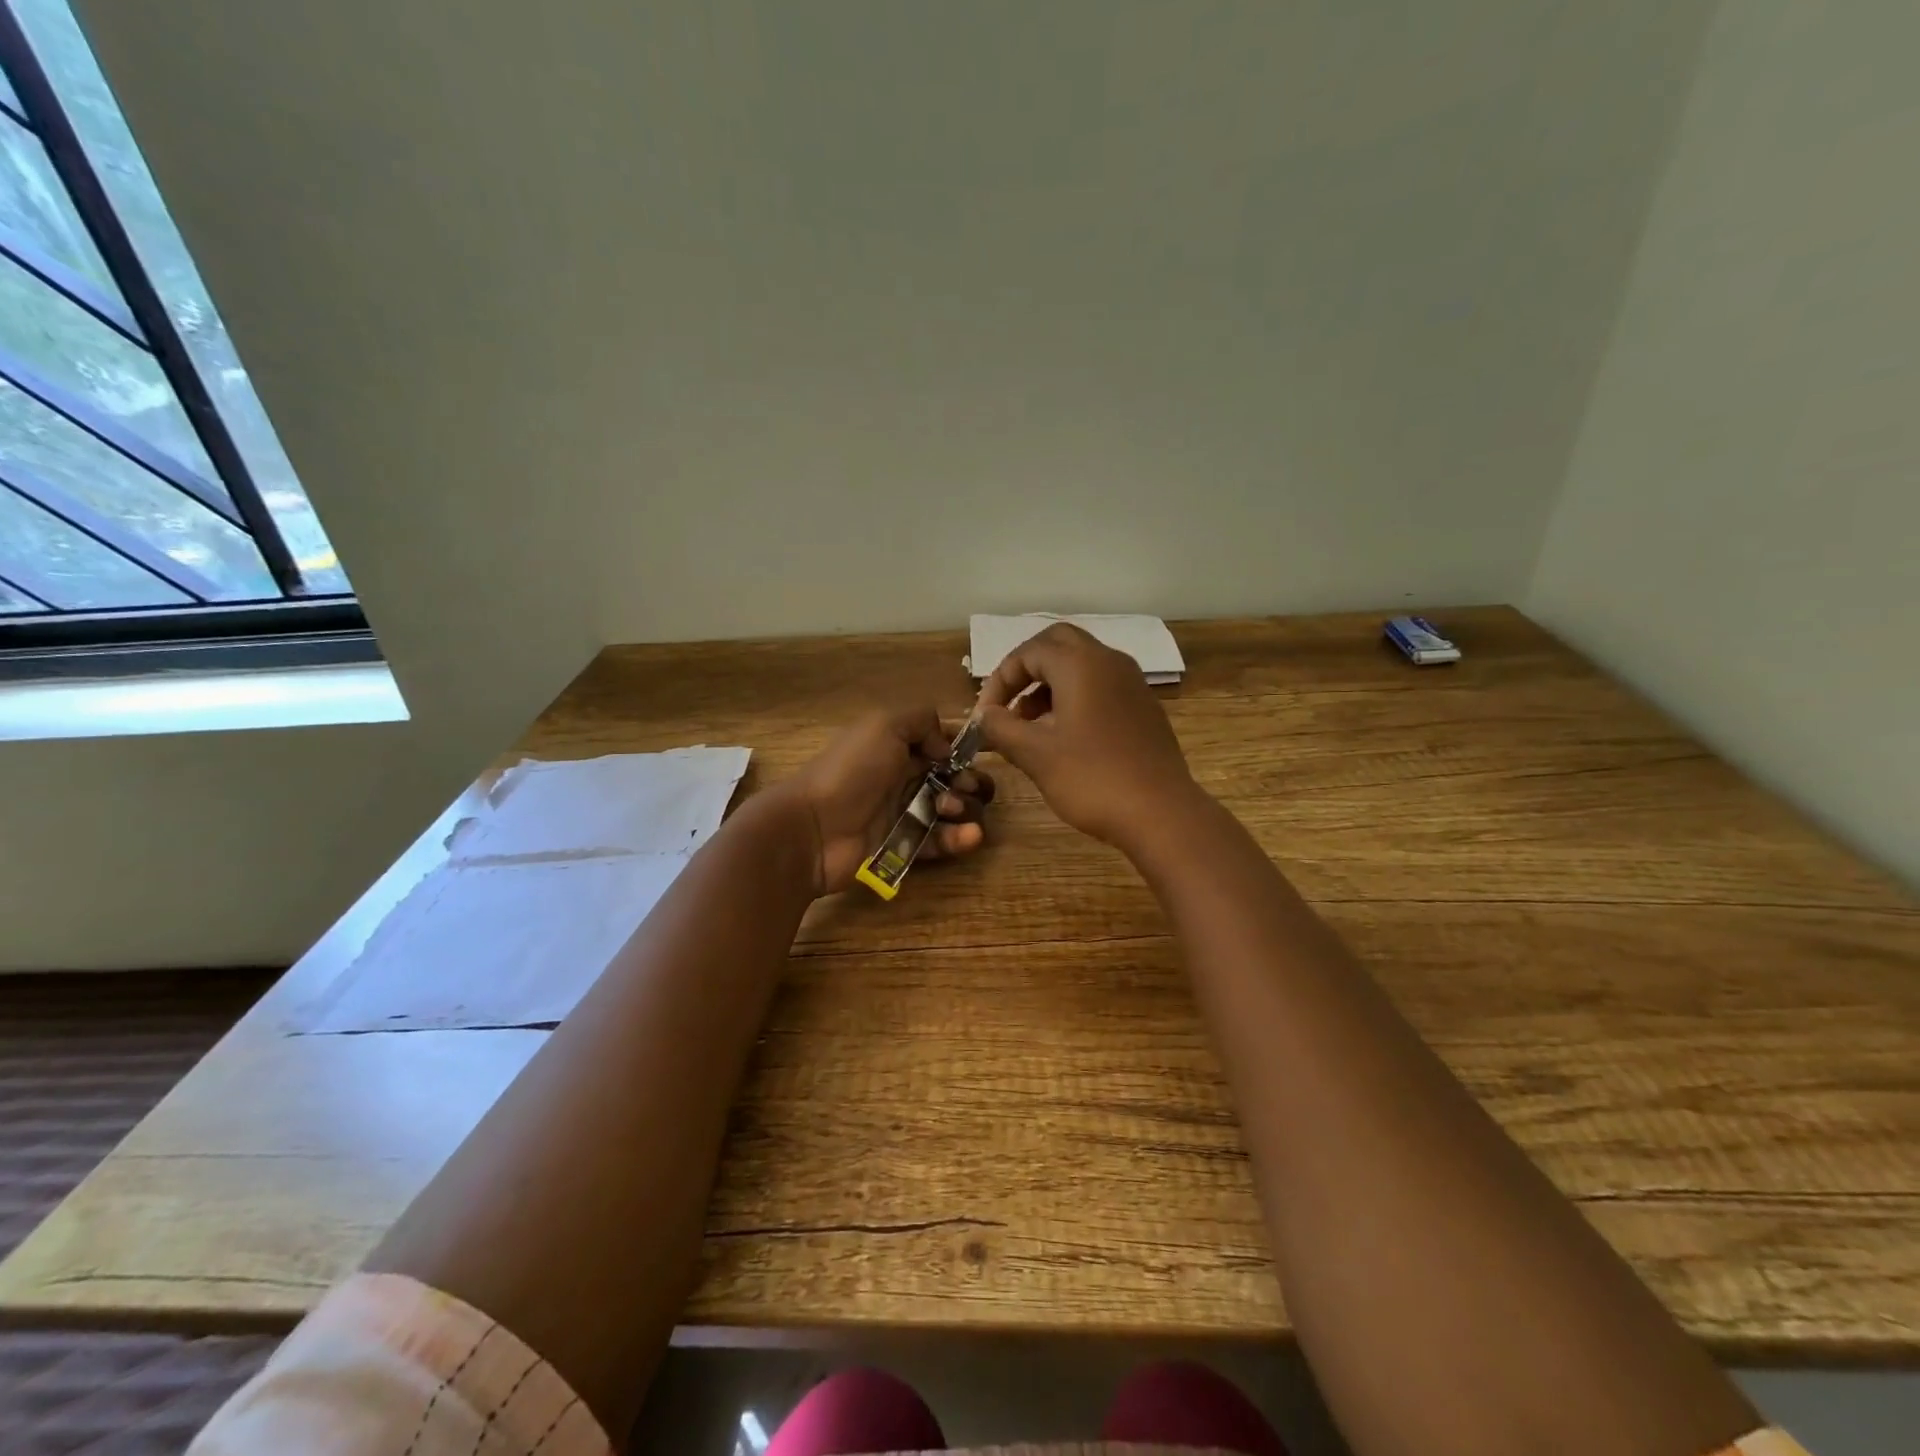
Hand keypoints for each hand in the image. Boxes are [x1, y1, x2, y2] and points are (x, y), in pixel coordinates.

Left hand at [776, 706, 994, 895]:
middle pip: (950, 778)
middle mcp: (901, 777)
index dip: (961, 748)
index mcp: (895, 745)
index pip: (938, 743)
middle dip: (968, 780)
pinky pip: (938, 841)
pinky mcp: (903, 847)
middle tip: (966, 786)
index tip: (979, 754)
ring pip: (948, 810)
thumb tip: (945, 746)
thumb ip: (922, 720)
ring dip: (964, 808)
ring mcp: (902, 813)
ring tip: (954, 809)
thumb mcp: (884, 725)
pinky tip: (970, 836)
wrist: (812, 828)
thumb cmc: (851, 770)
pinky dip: (958, 838)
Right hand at [976, 623, 1197, 853]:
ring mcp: (1132, 683)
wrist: (1161, 813)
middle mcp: (1109, 662)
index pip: (1028, 652)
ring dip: (1049, 685)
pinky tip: (1063, 737)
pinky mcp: (1143, 707)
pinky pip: (1101, 686)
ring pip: (1081, 664)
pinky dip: (1074, 697)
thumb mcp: (1035, 755)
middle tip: (1007, 704)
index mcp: (1081, 664)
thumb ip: (1001, 728)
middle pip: (1058, 644)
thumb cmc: (1092, 779)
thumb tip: (984, 716)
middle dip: (1026, 670)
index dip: (999, 680)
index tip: (986, 716)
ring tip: (1028, 726)